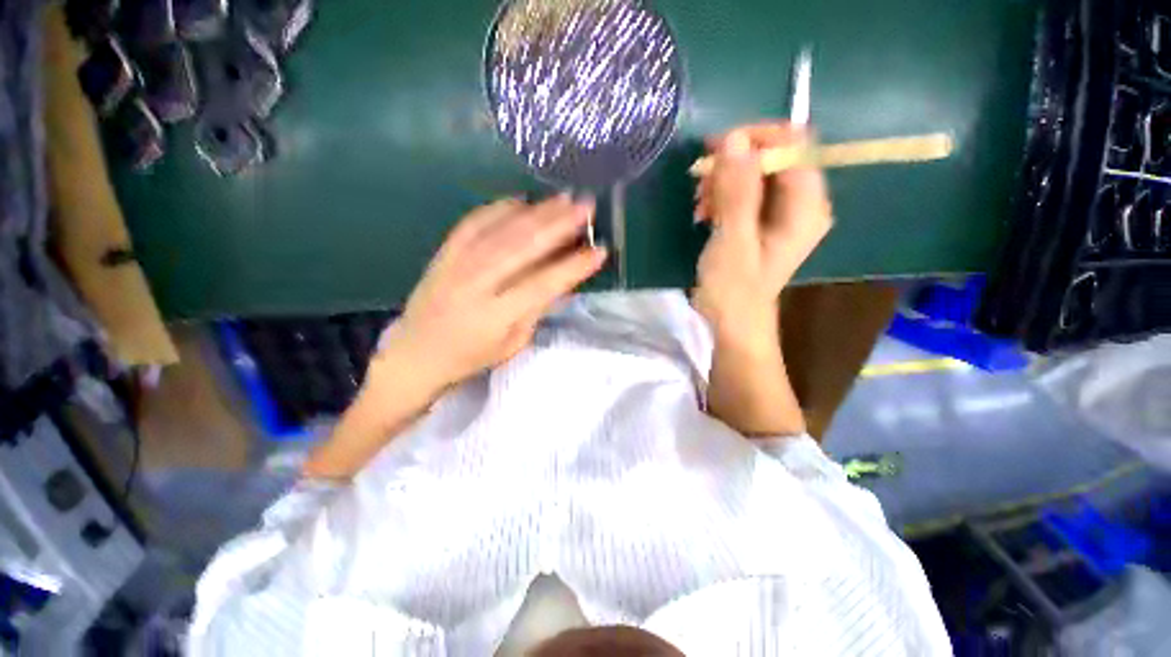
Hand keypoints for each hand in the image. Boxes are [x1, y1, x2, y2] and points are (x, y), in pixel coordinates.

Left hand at [375, 195, 606, 394]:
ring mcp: (456, 264)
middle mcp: (476, 284)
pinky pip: (473, 222)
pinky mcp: (444, 253)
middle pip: (523, 247)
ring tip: (563, 199)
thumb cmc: (471, 357)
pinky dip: (499, 208)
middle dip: (559, 225)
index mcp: (496, 315)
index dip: (573, 267)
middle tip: (586, 207)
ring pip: (502, 230)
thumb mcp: (512, 344)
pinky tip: (521, 200)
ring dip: (536, 212)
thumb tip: (561, 278)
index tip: (600, 250)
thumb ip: (536, 309)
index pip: (543, 284)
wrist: (416, 354)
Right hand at [692, 123, 832, 336]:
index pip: (794, 145)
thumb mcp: (733, 240)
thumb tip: (734, 139)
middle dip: (733, 164)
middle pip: (773, 157)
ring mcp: (780, 213)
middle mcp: (800, 203)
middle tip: (700, 182)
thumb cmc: (734, 290)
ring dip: (723, 181)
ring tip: (699, 204)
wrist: (731, 323)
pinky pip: (744, 192)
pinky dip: (722, 195)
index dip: (755, 139)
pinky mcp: (760, 222)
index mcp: (806, 205)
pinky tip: (703, 212)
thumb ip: (737, 191)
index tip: (715, 149)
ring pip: (755, 174)